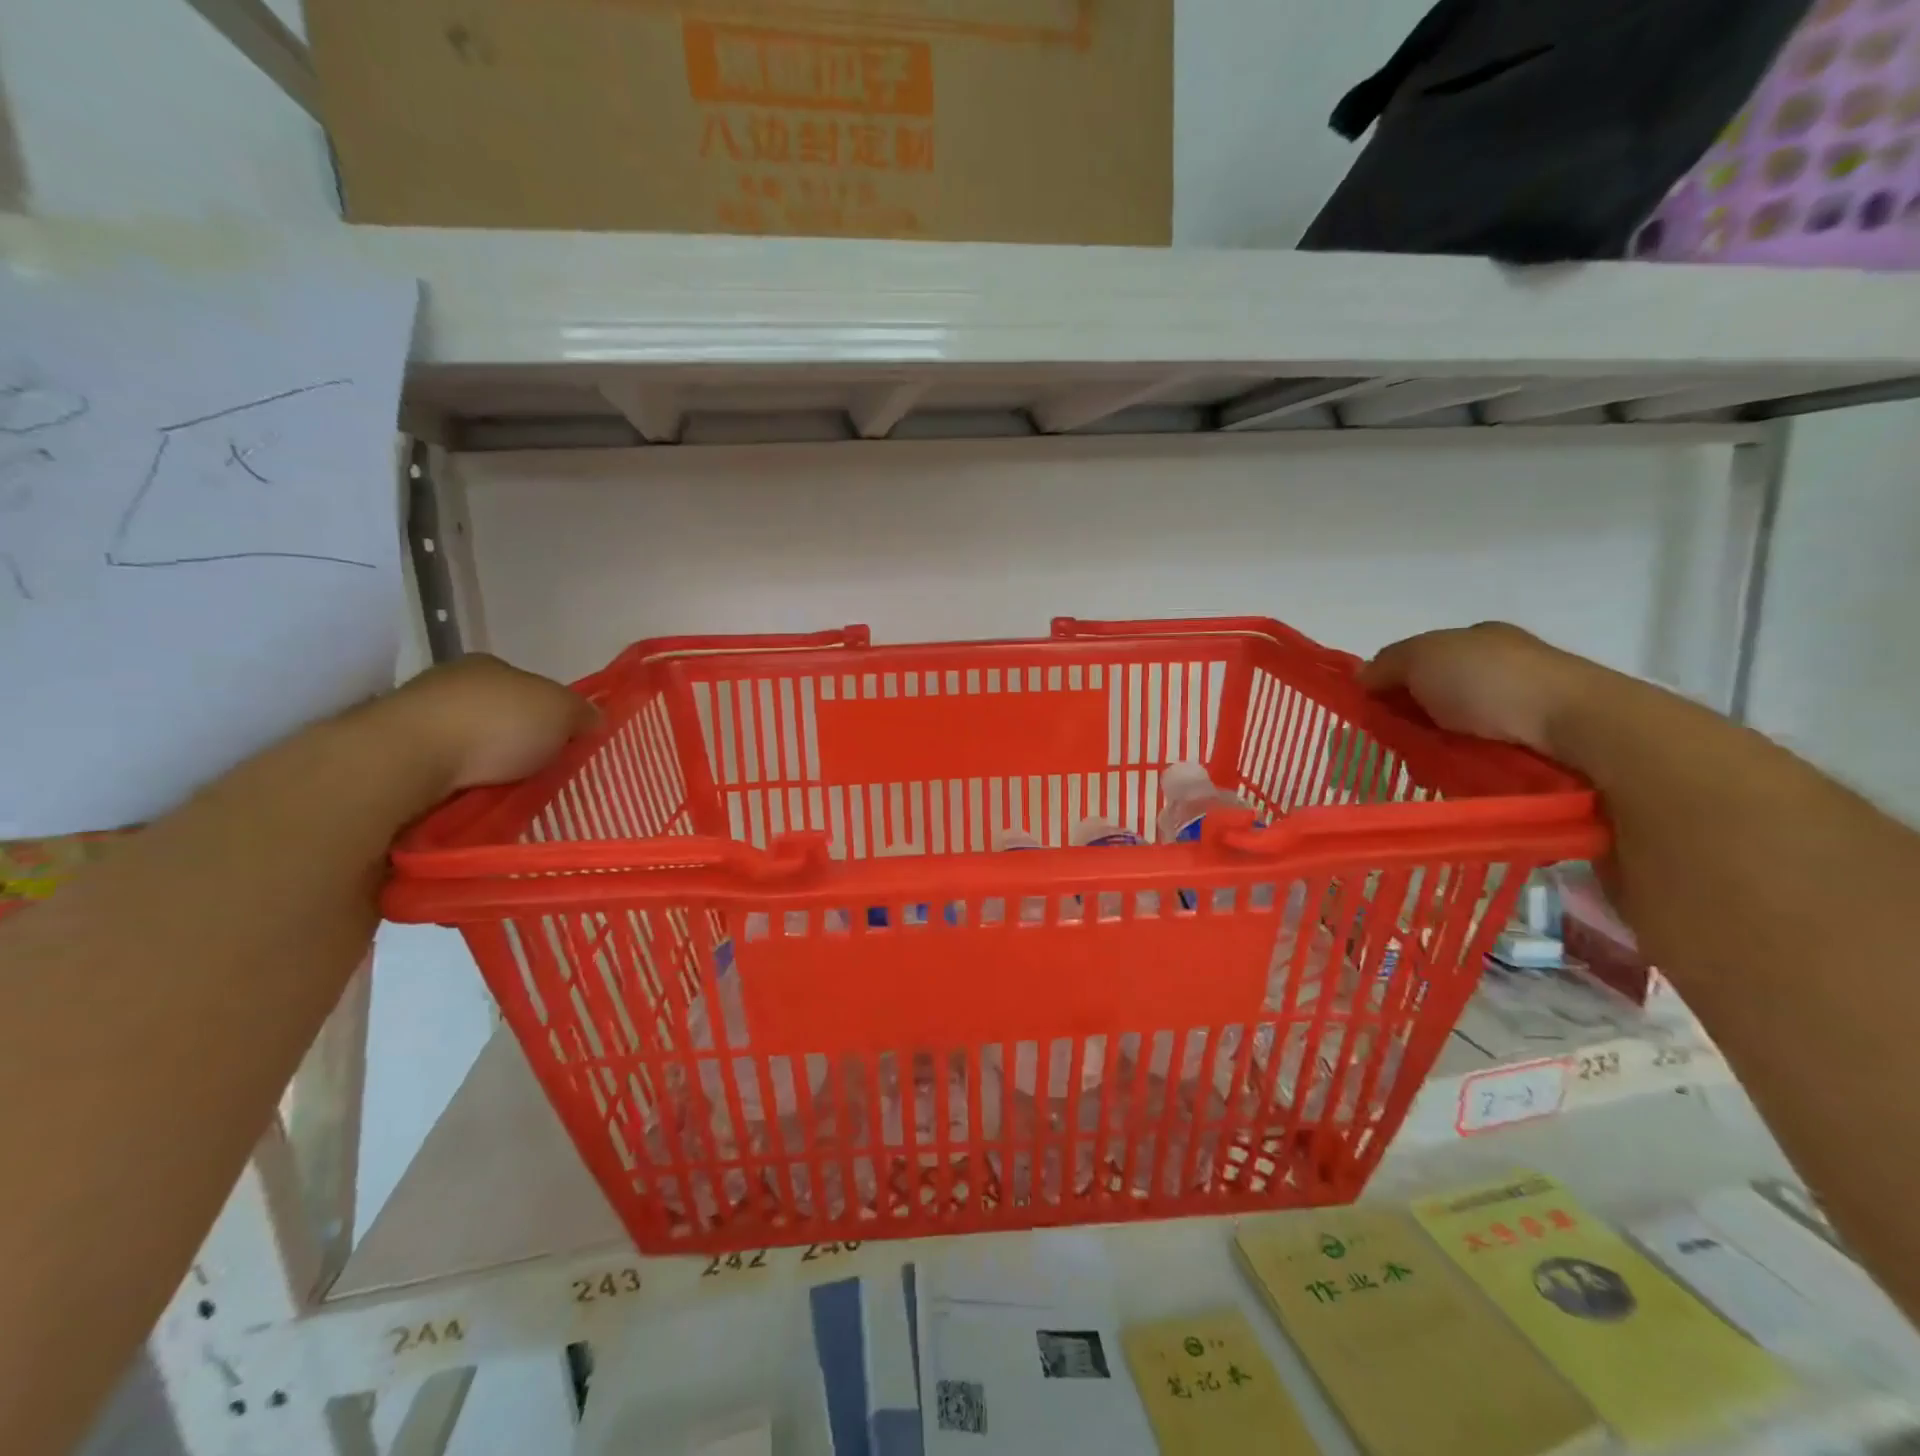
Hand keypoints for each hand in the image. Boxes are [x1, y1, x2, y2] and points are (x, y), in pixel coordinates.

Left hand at [383, 654, 597, 793]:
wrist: (407, 757)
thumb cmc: (494, 723)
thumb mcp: (561, 711)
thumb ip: (582, 713)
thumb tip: (595, 717)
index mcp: (490, 664)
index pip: (529, 687)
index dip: (550, 713)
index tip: (563, 742)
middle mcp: (451, 682)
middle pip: (497, 712)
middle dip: (517, 739)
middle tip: (539, 770)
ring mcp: (416, 715)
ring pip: (467, 741)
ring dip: (485, 763)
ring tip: (507, 791)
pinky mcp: (391, 752)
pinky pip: (440, 767)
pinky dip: (458, 781)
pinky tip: (472, 797)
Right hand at [1359, 623, 1596, 754]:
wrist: (1577, 726)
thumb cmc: (1492, 681)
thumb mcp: (1422, 656)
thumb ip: (1385, 664)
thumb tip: (1363, 679)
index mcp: (1476, 640)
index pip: (1417, 662)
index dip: (1388, 685)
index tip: (1371, 713)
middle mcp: (1498, 670)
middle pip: (1431, 700)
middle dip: (1407, 724)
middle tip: (1392, 747)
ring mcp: (1519, 710)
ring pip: (1451, 734)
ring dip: (1430, 752)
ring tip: (1422, 772)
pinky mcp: (1533, 749)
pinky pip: (1477, 761)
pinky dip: (1459, 770)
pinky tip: (1450, 781)